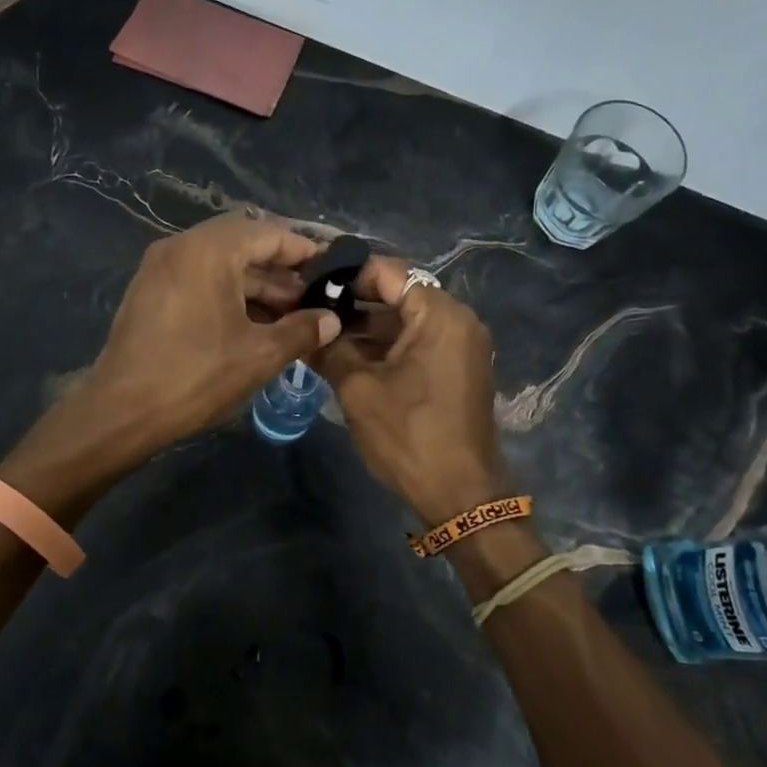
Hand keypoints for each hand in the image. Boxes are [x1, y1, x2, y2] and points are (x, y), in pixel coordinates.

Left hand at [77, 213, 340, 458]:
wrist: (121, 411)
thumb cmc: (195, 376)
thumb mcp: (259, 355)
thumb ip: (301, 331)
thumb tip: (331, 320)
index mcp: (208, 250)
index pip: (268, 233)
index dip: (304, 251)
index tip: (332, 270)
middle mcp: (180, 246)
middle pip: (242, 243)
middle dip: (280, 269)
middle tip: (312, 297)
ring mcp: (159, 267)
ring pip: (219, 263)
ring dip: (255, 284)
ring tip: (289, 316)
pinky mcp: (149, 291)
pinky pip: (198, 278)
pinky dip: (227, 293)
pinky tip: (252, 323)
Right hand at [316, 256, 509, 527]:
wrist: (460, 494)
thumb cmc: (409, 436)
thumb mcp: (359, 389)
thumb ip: (331, 349)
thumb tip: (306, 325)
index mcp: (439, 315)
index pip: (387, 272)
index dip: (345, 274)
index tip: (307, 283)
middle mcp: (457, 320)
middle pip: (397, 293)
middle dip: (352, 301)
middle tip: (307, 308)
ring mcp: (460, 345)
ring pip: (404, 320)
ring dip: (365, 327)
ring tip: (319, 333)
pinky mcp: (456, 368)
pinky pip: (416, 342)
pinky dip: (384, 346)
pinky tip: (345, 356)